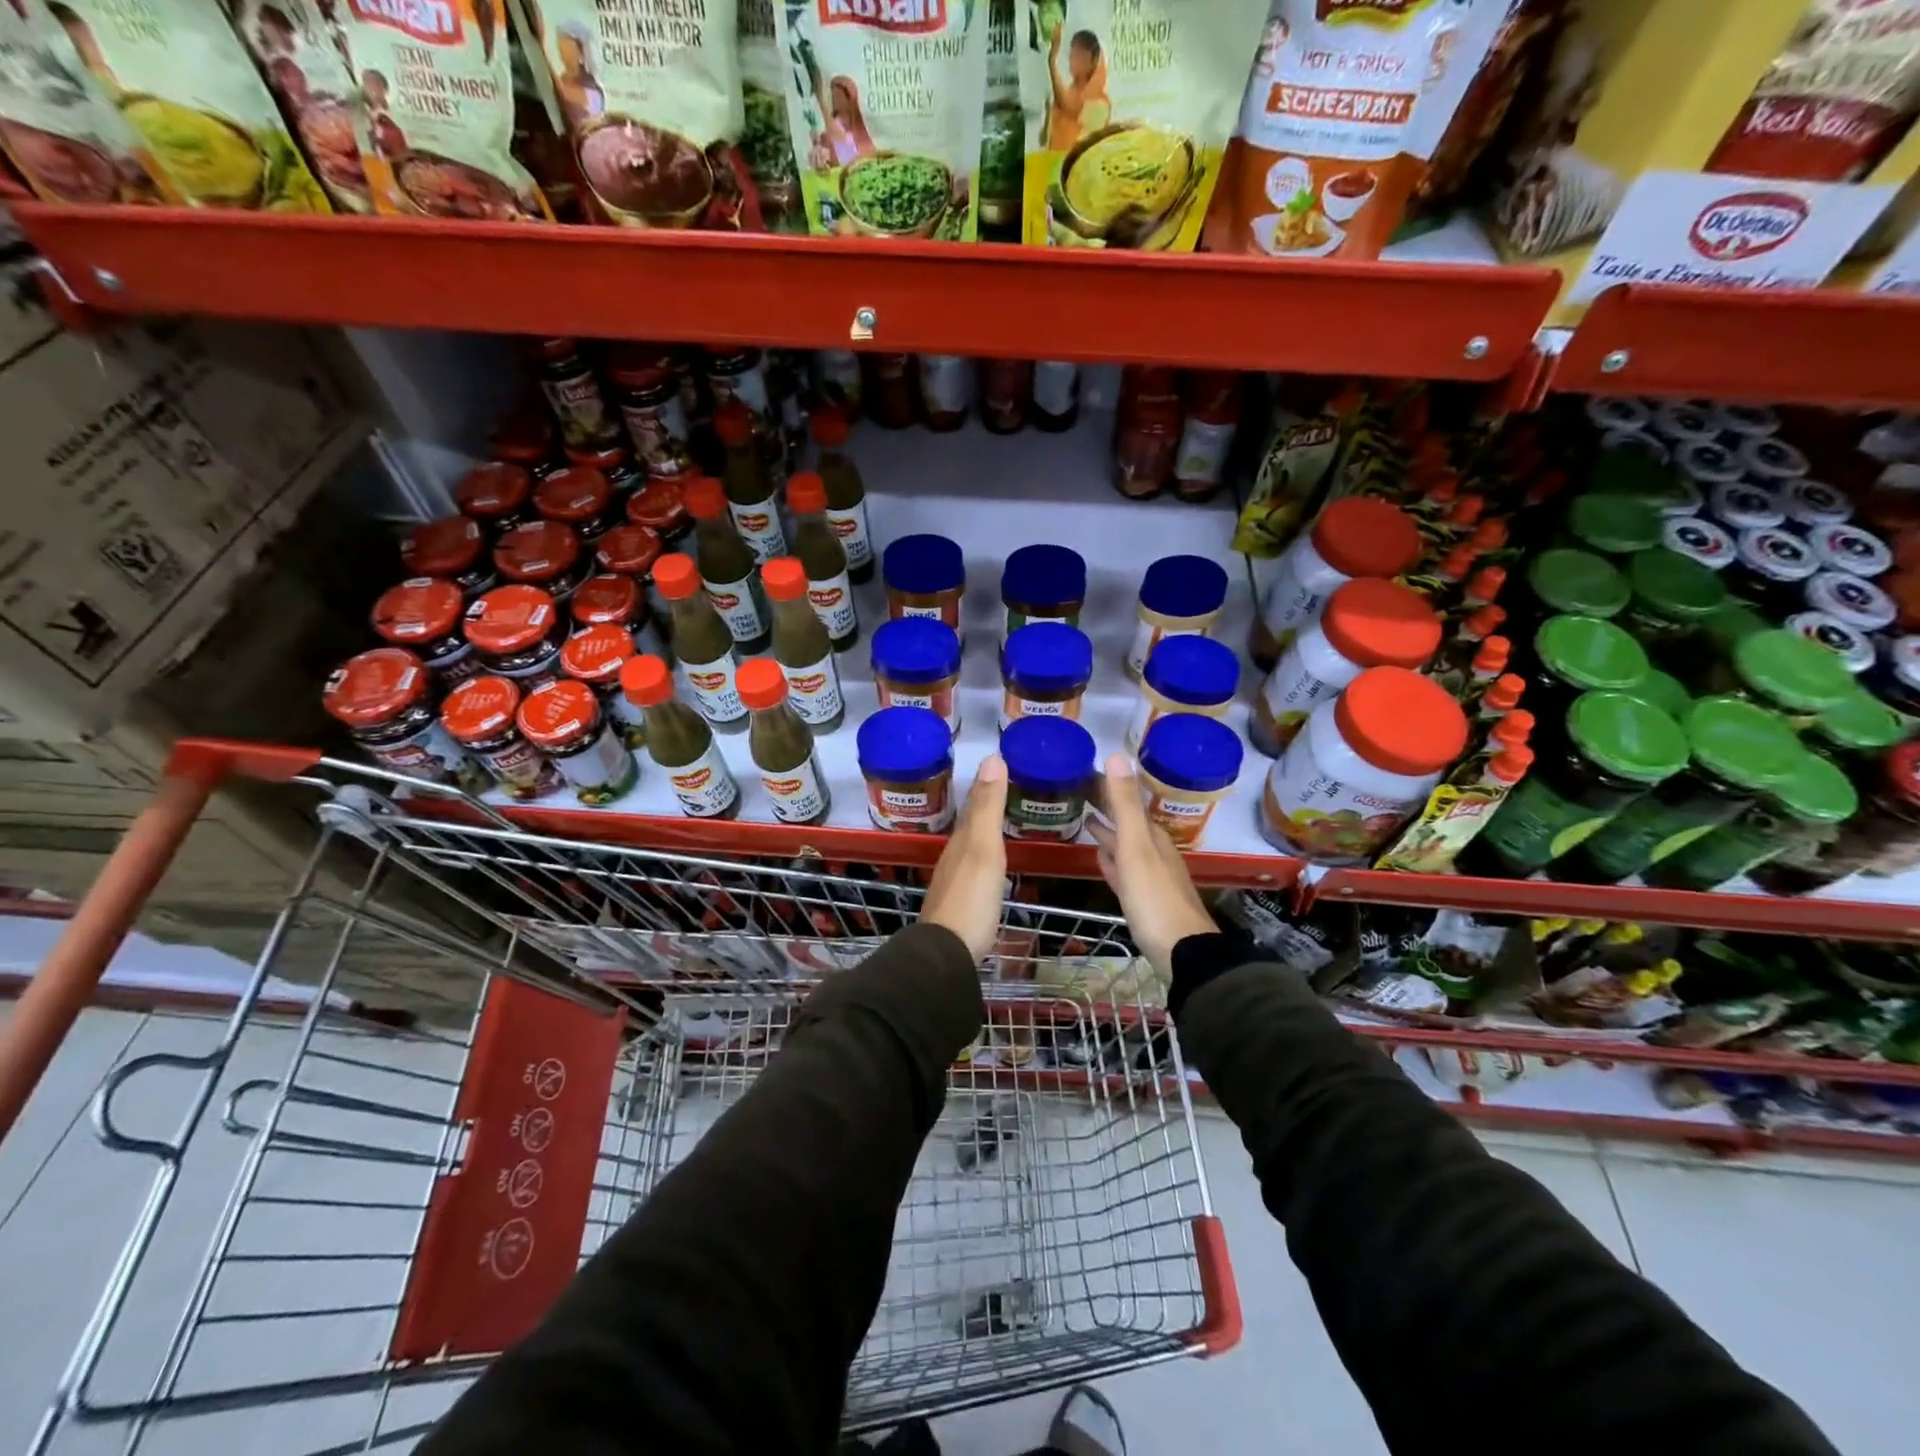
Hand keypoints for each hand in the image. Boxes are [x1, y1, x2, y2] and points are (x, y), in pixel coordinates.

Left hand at [922, 755, 1008, 962]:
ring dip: (983, 834)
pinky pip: (974, 872)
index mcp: (960, 841)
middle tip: (1005, 792)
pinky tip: (991, 869)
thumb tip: (992, 757)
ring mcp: (954, 884)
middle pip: (970, 826)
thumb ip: (988, 807)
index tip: (1000, 766)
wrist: (947, 954)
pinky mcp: (960, 907)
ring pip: (970, 849)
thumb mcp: (984, 848)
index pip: (974, 805)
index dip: (987, 786)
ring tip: (1001, 826)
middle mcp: (953, 858)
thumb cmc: (971, 898)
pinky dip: (984, 860)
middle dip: (984, 808)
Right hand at [1086, 754, 1214, 975]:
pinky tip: (1101, 860)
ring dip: (1109, 834)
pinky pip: (1124, 872)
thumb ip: (1126, 804)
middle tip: (1080, 794)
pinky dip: (1111, 862)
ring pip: (1126, 847)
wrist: (1182, 953)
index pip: (1128, 803)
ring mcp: (1150, 878)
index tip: (1085, 774)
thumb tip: (1117, 755)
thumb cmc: (1154, 898)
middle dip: (1108, 809)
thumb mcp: (1136, 847)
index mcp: (1153, 837)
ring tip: (1086, 822)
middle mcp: (1154, 853)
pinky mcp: (1143, 901)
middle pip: (1128, 824)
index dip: (1109, 788)